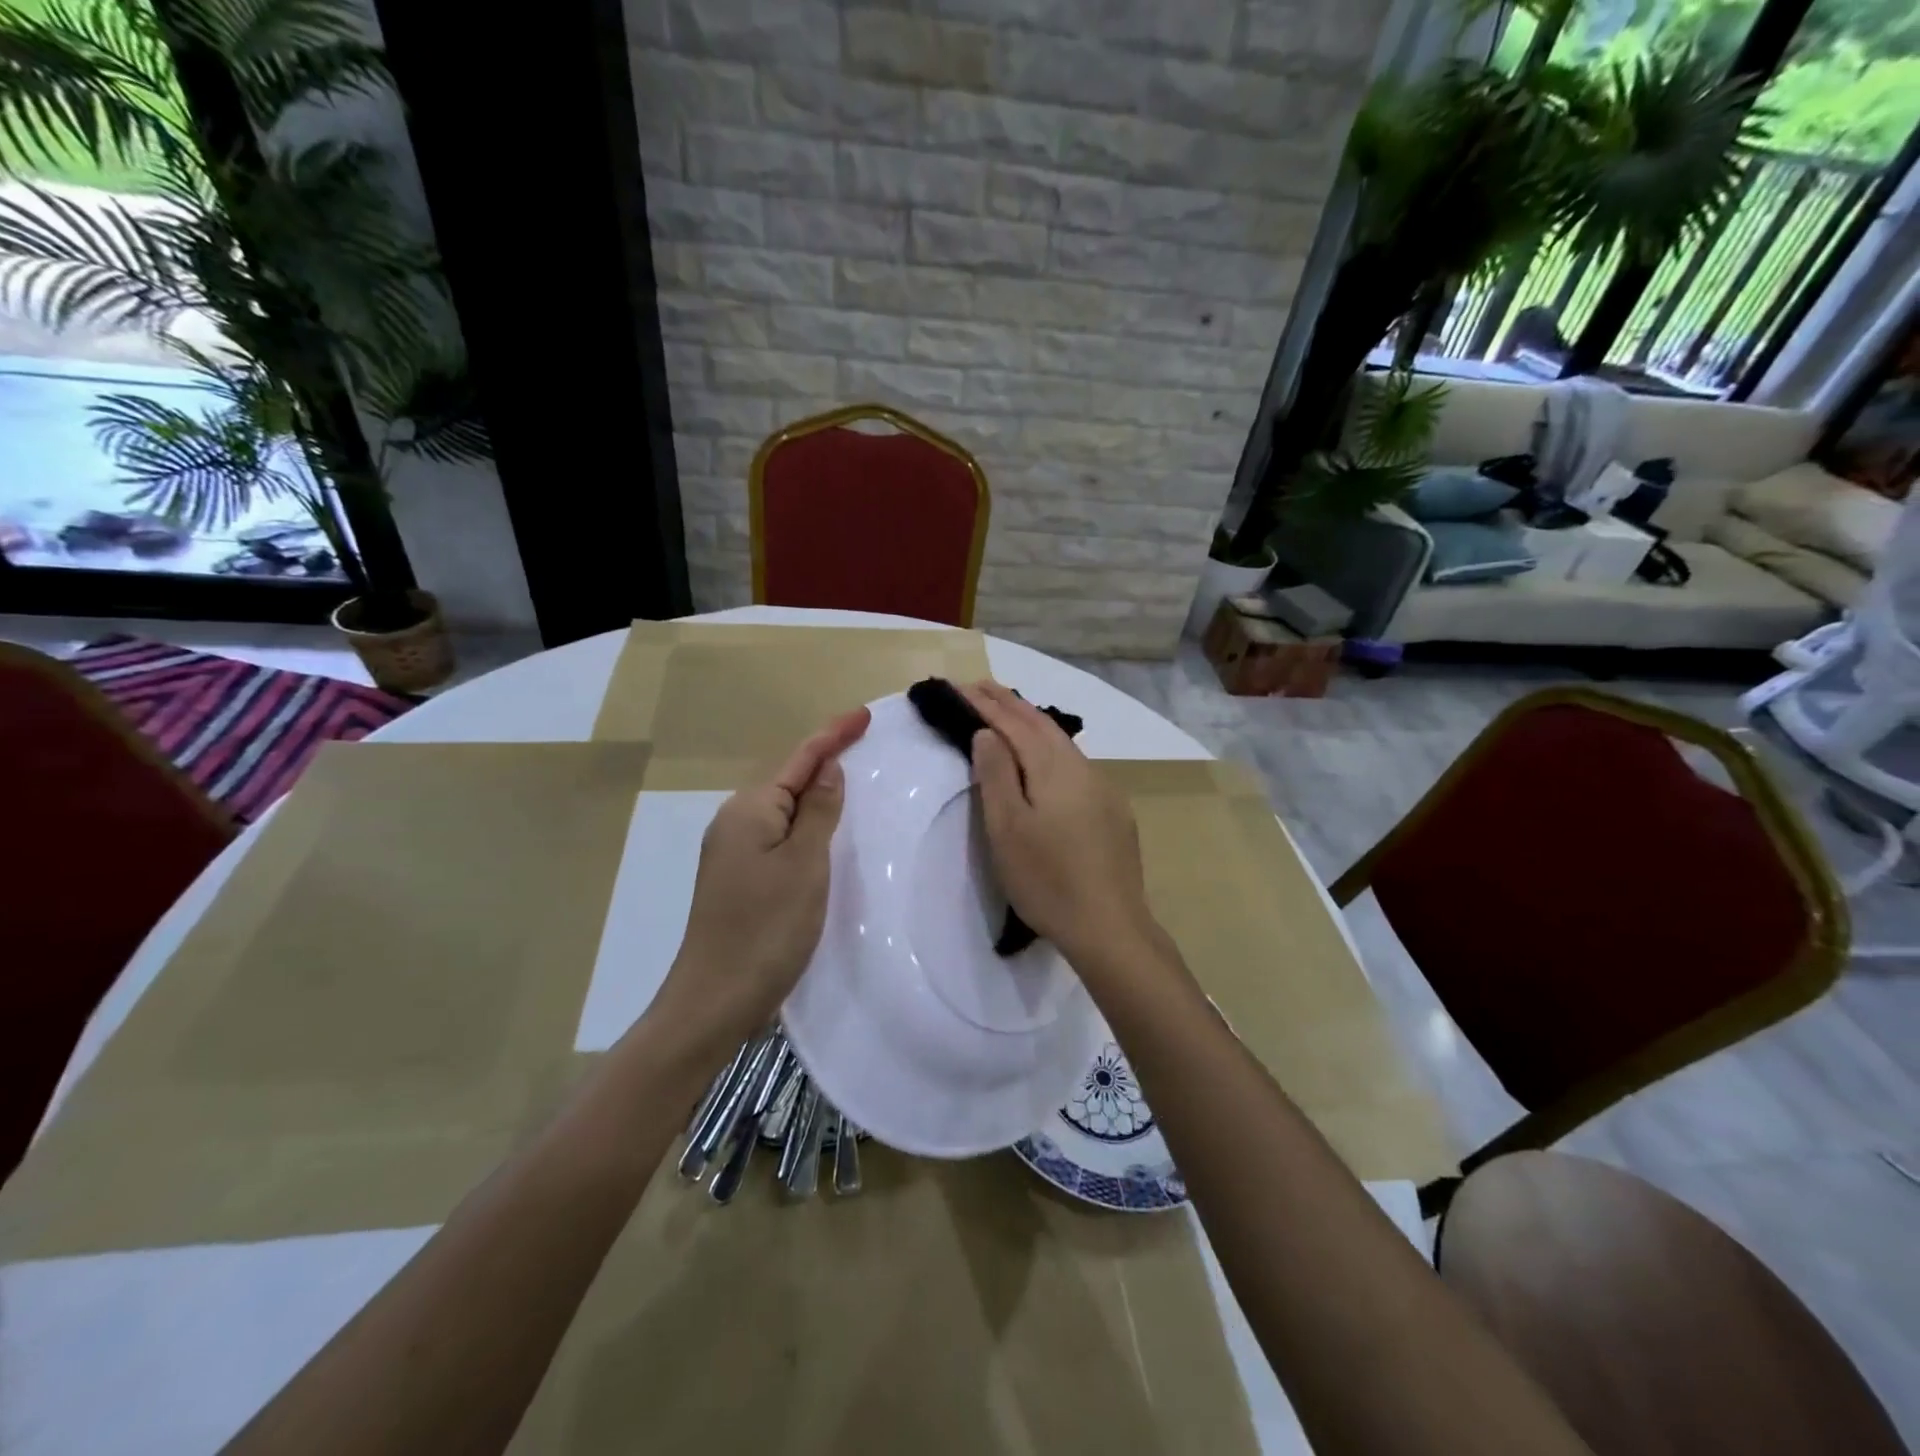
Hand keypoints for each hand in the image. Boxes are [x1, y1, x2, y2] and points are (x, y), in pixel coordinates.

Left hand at [652, 707, 870, 1049]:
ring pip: (785, 810)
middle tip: (865, 746)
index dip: (833, 735)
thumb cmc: (766, 928)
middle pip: (789, 780)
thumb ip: (819, 811)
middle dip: (825, 761)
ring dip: (817, 795)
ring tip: (852, 783)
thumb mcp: (804, 864)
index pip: (801, 759)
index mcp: (750, 809)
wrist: (714, 1000)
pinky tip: (824, 834)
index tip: (864, 715)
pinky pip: (780, 836)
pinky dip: (806, 826)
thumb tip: (828, 769)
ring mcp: (734, 851)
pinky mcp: (739, 878)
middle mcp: (736, 821)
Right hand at [961, 681, 1156, 971]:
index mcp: (1054, 768)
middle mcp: (1083, 768)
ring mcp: (1103, 790)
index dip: (985, 704)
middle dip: (1009, 703)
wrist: (1110, 927)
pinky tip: (1046, 760)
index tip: (959, 686)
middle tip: (980, 687)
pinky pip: (1074, 765)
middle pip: (1042, 726)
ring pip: (1062, 744)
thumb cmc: (1047, 880)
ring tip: (1008, 713)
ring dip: (1031, 724)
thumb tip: (987, 733)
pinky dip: (1050, 749)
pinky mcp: (1113, 812)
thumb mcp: (1007, 828)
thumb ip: (996, 775)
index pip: (1014, 724)